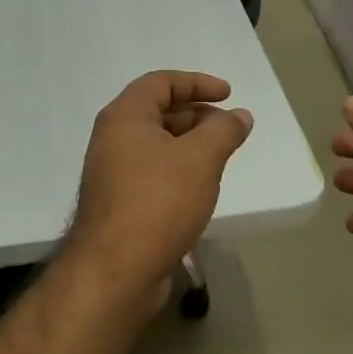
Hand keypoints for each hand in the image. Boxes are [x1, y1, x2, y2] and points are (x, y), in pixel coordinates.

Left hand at [67, 71, 253, 310]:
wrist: (115, 271)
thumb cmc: (158, 202)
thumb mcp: (200, 159)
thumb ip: (223, 131)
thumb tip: (239, 115)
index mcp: (124, 117)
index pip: (161, 82)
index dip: (197, 82)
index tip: (229, 95)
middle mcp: (112, 139)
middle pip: (157, 112)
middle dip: (197, 115)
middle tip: (229, 129)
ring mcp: (112, 173)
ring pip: (156, 145)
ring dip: (190, 145)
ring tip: (221, 158)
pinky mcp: (119, 203)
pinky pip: (152, 173)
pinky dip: (178, 170)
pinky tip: (200, 188)